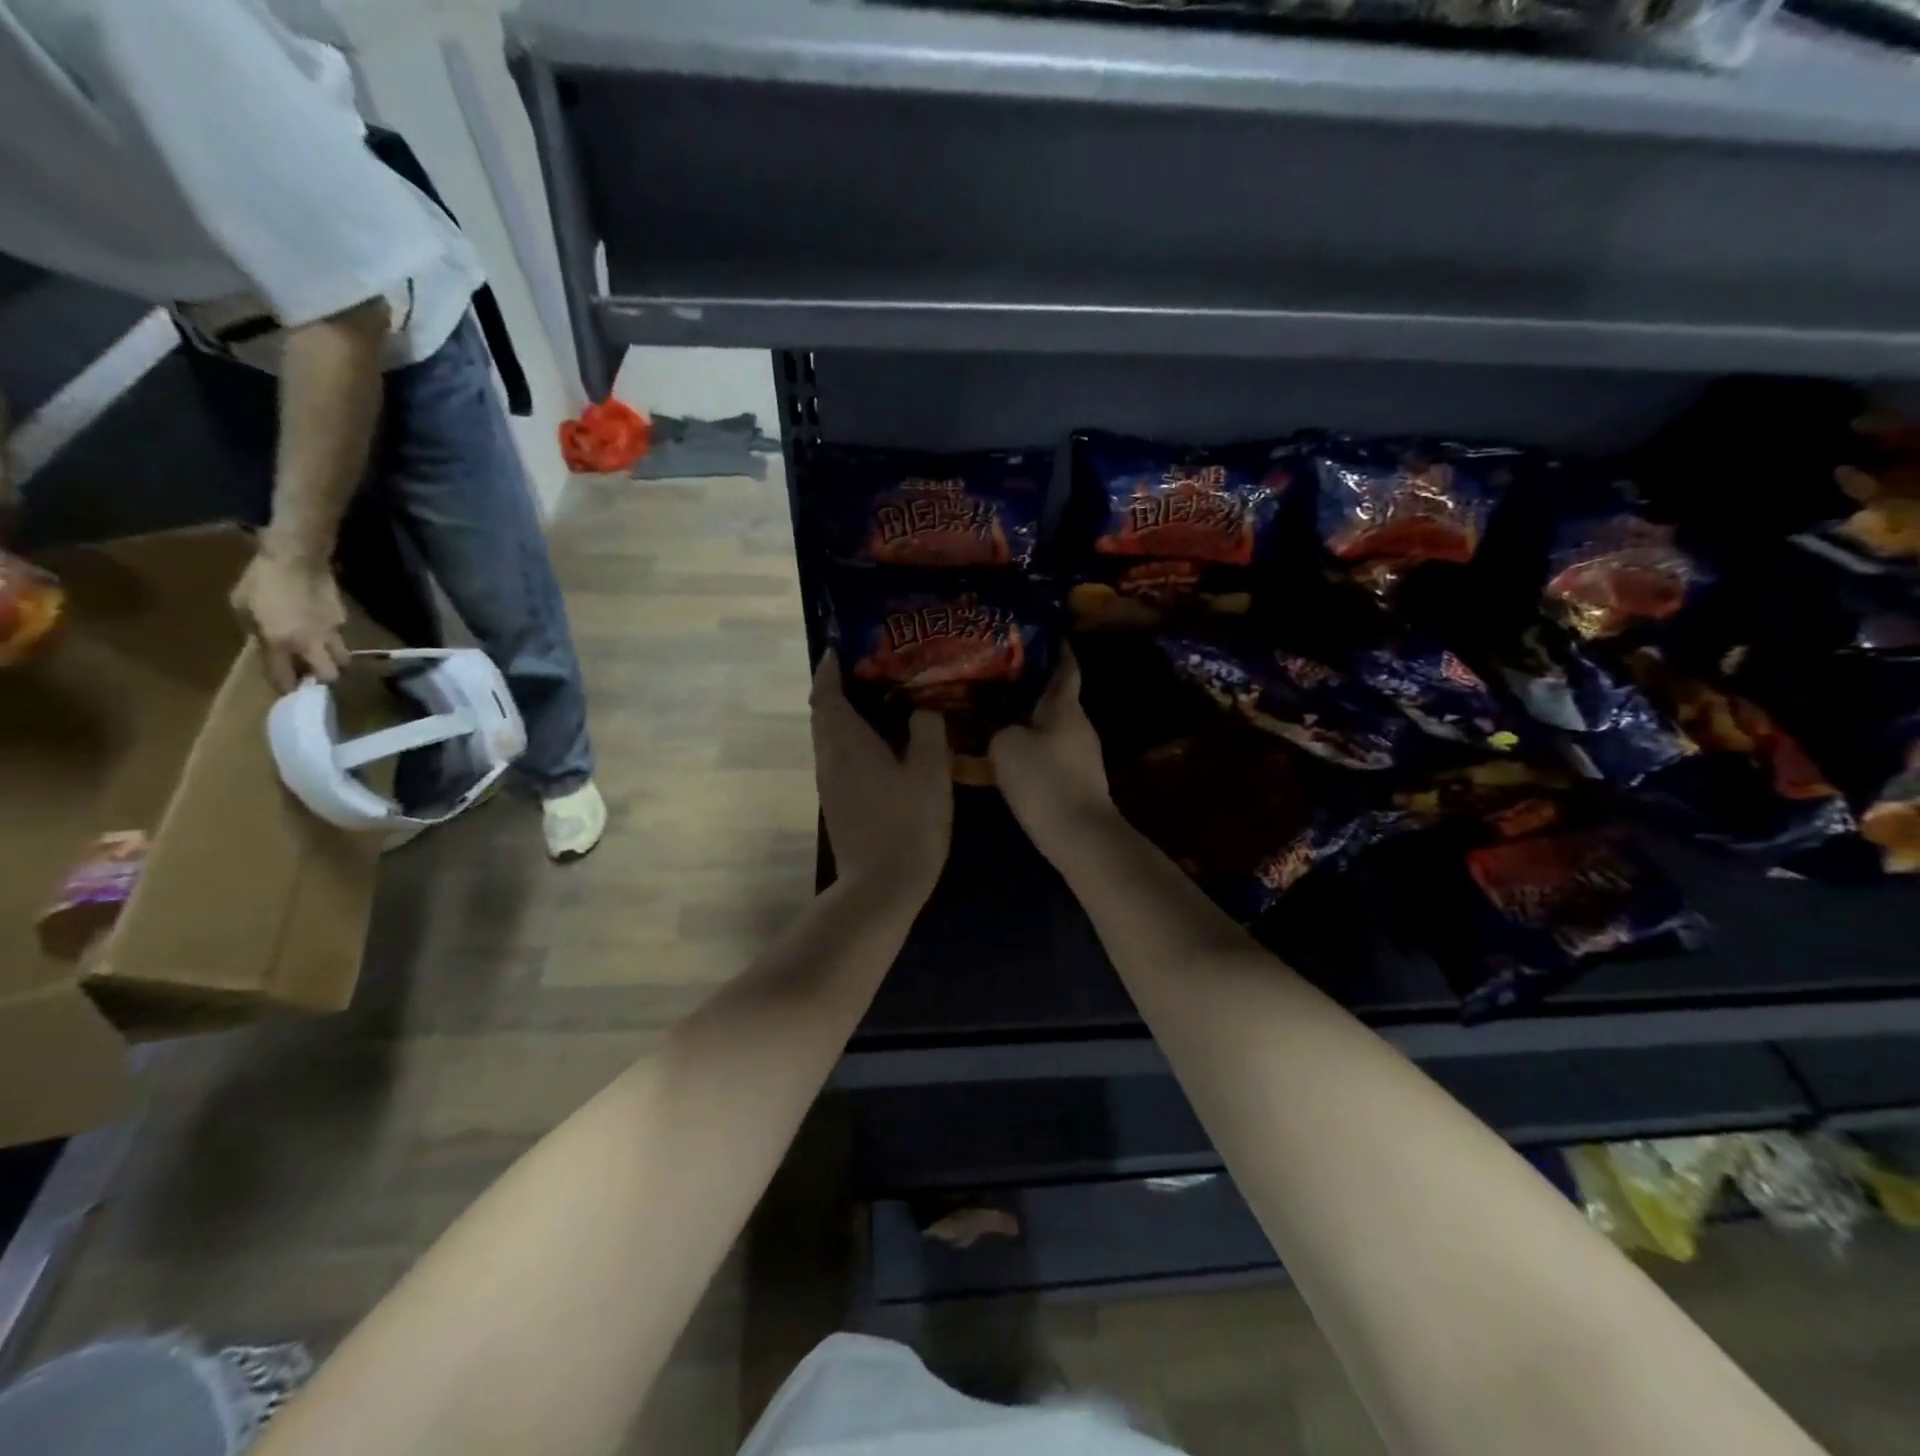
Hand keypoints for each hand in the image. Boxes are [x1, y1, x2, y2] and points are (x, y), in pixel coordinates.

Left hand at [232, 546, 350, 692]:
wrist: (296, 557)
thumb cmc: (261, 581)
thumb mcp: (241, 607)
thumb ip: (256, 632)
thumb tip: (268, 645)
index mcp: (280, 642)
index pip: (286, 678)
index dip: (285, 687)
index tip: (284, 689)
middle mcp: (311, 643)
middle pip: (330, 675)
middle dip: (321, 678)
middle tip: (310, 673)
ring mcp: (332, 632)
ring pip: (343, 658)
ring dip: (332, 660)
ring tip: (320, 653)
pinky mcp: (343, 620)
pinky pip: (339, 636)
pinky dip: (331, 636)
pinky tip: (319, 625)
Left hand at [812, 652, 951, 897]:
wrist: (881, 886)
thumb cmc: (908, 824)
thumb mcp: (931, 772)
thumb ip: (929, 731)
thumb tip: (923, 709)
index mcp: (848, 743)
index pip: (826, 693)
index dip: (829, 668)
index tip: (840, 647)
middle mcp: (830, 757)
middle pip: (823, 713)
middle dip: (837, 687)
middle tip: (870, 669)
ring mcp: (830, 783)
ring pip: (828, 736)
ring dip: (844, 713)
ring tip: (879, 700)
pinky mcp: (837, 802)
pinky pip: (838, 755)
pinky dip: (850, 738)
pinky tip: (881, 743)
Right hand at [989, 649, 1113, 855]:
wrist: (1079, 837)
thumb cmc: (1045, 781)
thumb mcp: (1006, 747)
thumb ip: (997, 728)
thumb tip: (996, 726)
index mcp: (1066, 707)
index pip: (1064, 665)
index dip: (1053, 647)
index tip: (1036, 633)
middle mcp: (1078, 725)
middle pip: (1051, 696)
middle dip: (1025, 687)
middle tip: (992, 677)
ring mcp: (1080, 754)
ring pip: (1046, 726)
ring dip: (1023, 720)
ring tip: (990, 715)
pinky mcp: (1075, 780)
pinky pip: (1046, 753)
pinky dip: (1027, 748)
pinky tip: (1002, 755)